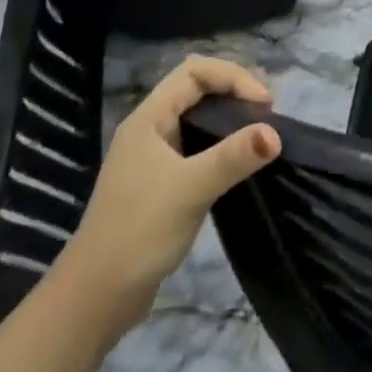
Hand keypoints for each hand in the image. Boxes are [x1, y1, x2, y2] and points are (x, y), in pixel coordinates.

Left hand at [58, 56, 279, 339]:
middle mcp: (150, 130)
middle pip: (198, 90)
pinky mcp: (163, 183)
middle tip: (268, 114)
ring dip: (231, 119)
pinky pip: (199, 147)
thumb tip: (277, 133)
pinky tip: (241, 162)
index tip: (264, 104)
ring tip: (262, 133)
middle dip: (236, 92)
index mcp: (149, 119)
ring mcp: (155, 157)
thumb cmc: (138, 232)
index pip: (195, 71)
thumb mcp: (190, 190)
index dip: (233, 77)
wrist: (95, 300)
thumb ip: (233, 158)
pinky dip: (223, 145)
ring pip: (199, 119)